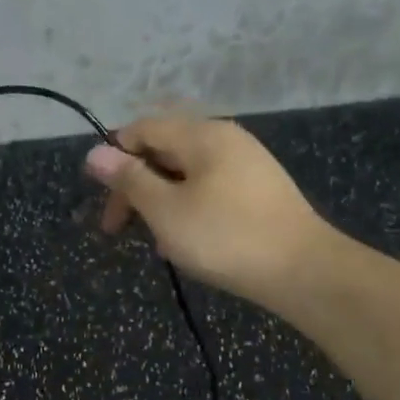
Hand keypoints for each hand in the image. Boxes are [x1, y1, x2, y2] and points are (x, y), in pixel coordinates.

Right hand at [84, 115, 329, 307]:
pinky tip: (186, 239)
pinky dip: (187, 206)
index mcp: (201, 134)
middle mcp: (225, 138)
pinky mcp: (260, 188)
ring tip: (154, 239)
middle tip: (119, 228)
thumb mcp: (166, 210)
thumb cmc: (225, 237)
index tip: (103, 201)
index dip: (114, 158)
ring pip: (186, 171)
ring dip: (160, 200)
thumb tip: (95, 152)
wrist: (304, 271)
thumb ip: (129, 179)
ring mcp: (247, 162)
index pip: (142, 128)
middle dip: (135, 185)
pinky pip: (209, 186)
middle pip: (164, 148)